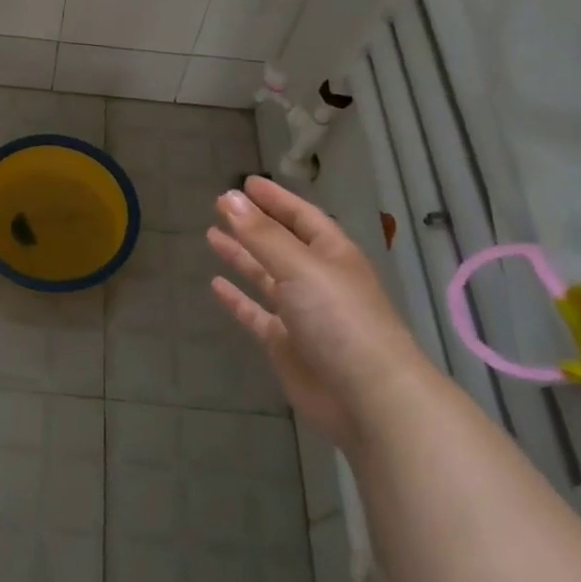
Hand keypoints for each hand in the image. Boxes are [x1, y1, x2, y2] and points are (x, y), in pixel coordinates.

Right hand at [206, 176, 421, 449]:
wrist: (369, 397)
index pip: (301, 216)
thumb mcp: (299, 266)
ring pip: (266, 276)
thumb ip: (261, 234)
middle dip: (253, 225)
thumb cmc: (339, 318)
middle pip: (281, 244)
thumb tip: (228, 197)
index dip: (275, 199)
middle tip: (219, 205)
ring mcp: (302, 313)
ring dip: (242, 256)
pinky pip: (256, 314)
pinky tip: (216, 285)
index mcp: (332, 254)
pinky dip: (237, 299)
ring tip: (211, 236)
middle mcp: (317, 279)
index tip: (246, 183)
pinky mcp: (287, 344)